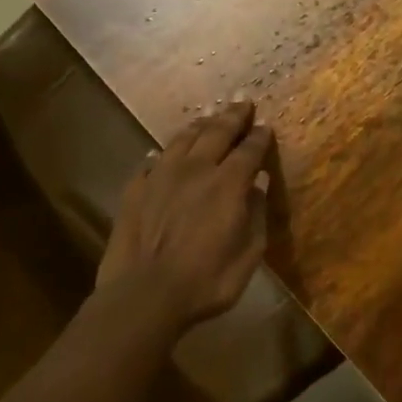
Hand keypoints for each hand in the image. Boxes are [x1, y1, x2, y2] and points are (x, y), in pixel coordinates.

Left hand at [96, 100, 275, 335]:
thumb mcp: (249, 254)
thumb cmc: (206, 281)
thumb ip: (257, 215)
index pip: (249, 149)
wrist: (144, 297)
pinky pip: (151, 161)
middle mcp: (196, 169)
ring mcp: (161, 176)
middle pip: (217, 132)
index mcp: (228, 183)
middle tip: (242, 104)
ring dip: (200, 126)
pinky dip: (162, 154)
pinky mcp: (135, 190)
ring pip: (183, 139)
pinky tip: (162, 153)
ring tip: (208, 119)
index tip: (265, 127)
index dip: (259, 136)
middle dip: (233, 116)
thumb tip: (259, 185)